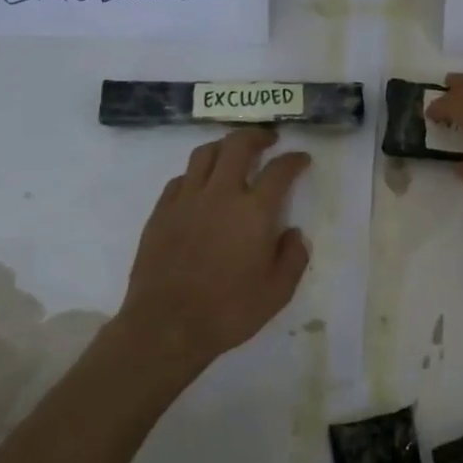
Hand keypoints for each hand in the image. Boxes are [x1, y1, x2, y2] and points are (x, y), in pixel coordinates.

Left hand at [116, 128, 311, 378]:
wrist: (166, 326)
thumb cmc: (229, 310)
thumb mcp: (278, 291)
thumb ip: (293, 257)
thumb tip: (293, 233)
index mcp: (254, 212)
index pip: (280, 170)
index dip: (294, 160)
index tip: (302, 159)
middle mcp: (220, 195)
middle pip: (237, 146)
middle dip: (257, 136)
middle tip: (268, 139)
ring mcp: (186, 201)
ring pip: (204, 154)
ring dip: (224, 146)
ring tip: (234, 151)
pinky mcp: (161, 213)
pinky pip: (180, 179)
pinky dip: (196, 173)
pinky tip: (201, 184)